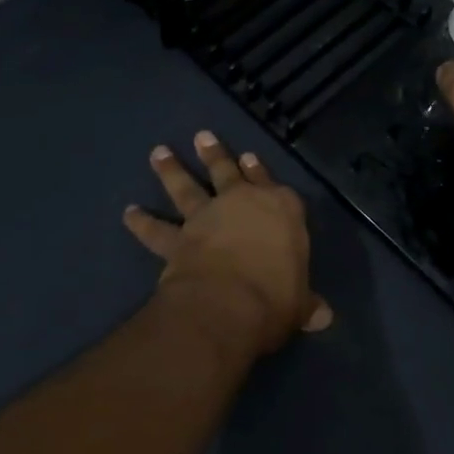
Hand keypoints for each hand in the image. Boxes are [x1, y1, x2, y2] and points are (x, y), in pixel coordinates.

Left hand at [124, 131, 332, 358]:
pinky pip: (156, 230)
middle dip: (215, 154)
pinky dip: (141, 222)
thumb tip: (325, 317)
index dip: (260, 171)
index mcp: (281, 209)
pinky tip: (128, 212)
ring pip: (186, 188)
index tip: (249, 157)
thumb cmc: (276, 296)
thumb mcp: (299, 302)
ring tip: (158, 152)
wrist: (229, 303)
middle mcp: (242, 203)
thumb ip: (307, 304)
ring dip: (171, 171)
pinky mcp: (178, 239)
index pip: (272, 184)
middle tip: (201, 136)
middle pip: (226, 172)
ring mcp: (207, 217)